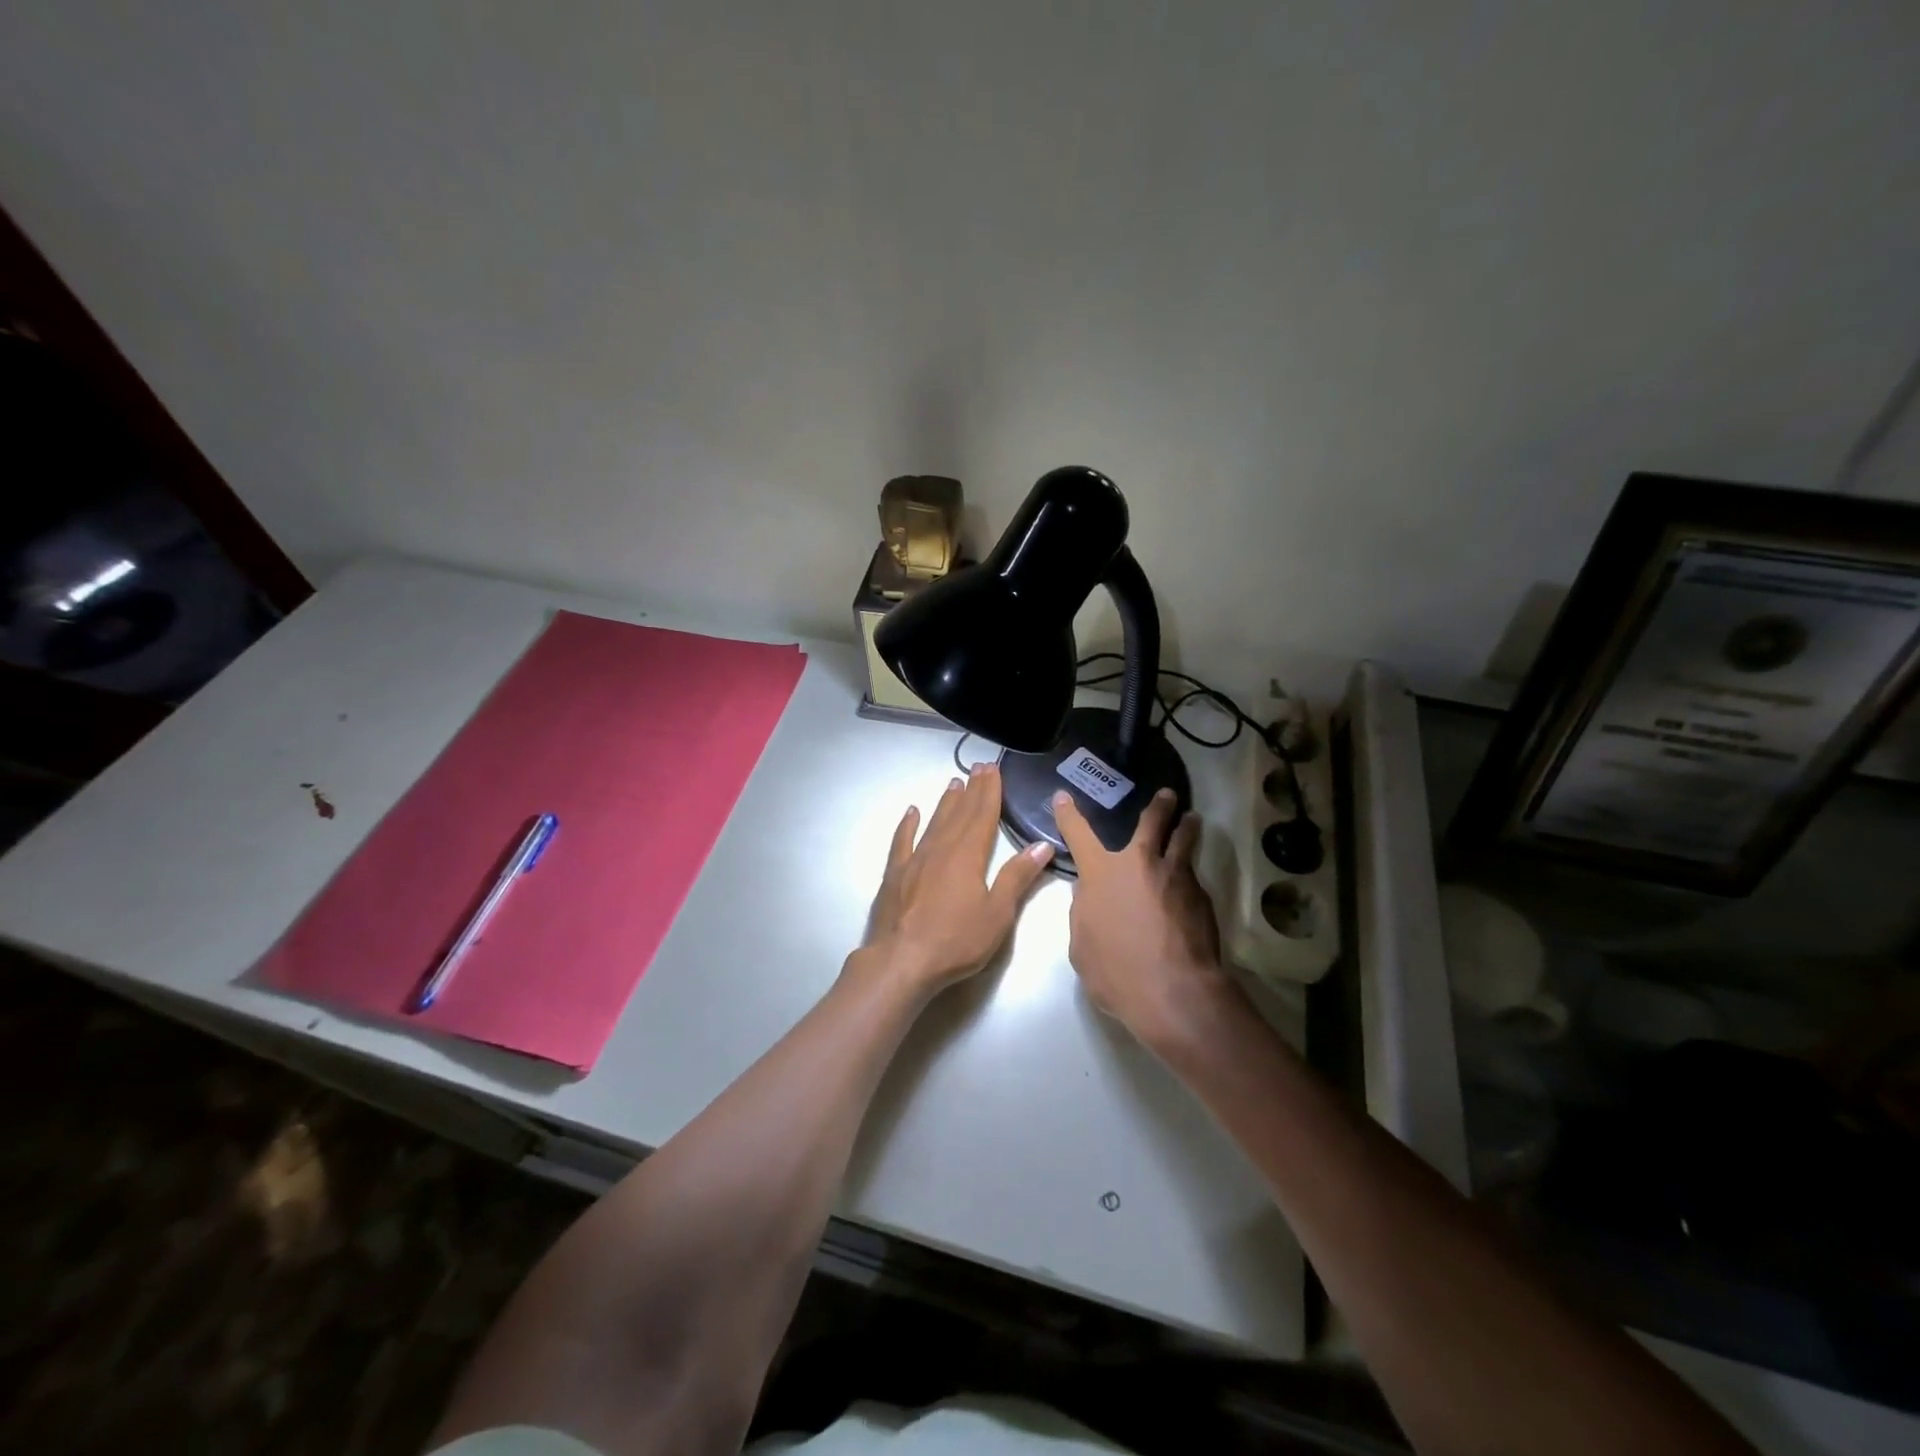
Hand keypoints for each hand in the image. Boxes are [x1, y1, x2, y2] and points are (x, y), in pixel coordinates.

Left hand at [853, 762, 1053, 1001]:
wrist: (901, 961)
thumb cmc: (956, 941)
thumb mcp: (997, 913)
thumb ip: (1017, 877)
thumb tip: (1041, 845)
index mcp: (968, 855)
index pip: (983, 815)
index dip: (990, 791)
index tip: (993, 770)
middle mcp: (941, 849)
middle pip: (960, 813)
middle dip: (971, 790)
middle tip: (978, 767)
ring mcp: (914, 861)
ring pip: (934, 822)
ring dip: (946, 802)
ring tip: (954, 782)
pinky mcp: (894, 875)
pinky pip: (902, 842)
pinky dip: (908, 826)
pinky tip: (911, 813)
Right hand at [1052, 787, 1227, 1049]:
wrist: (1174, 991)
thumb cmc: (1116, 972)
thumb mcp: (1081, 944)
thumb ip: (1084, 912)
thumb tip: (1090, 895)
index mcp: (1101, 873)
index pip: (1078, 833)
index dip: (1069, 814)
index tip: (1063, 797)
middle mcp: (1139, 863)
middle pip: (1151, 822)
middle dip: (1158, 806)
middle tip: (1167, 796)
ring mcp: (1175, 876)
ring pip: (1183, 840)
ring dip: (1187, 826)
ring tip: (1192, 820)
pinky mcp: (1202, 896)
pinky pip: (1193, 877)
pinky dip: (1189, 876)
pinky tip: (1191, 888)